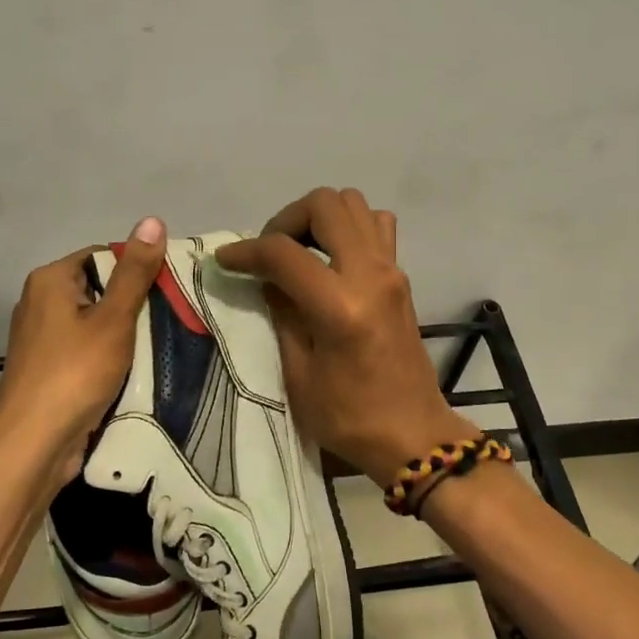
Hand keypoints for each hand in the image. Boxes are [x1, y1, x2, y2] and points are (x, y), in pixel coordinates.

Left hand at [0, 216, 166, 486]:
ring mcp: (41, 337)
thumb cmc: (75, 373)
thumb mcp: (114, 319)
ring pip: (95, 322)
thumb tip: (152, 220)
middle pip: (100, 288)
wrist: (34, 445)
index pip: (104, 256)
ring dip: (124, 333)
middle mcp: (39, 301)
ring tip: (157, 345)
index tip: (169, 292)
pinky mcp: (47, 367)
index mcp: (50, 280)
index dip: (138, 270)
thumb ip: (135, 272)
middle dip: (133, 304)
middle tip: (170, 319)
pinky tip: (132, 370)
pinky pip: (86, 349)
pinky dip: (108, 355)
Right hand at [215, 188, 476, 482]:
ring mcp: (392, 270)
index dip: (246, 251)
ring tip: (299, 251)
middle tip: (270, 252)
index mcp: (340, 306)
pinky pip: (376, 225)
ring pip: (354, 204)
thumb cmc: (349, 416)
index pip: (284, 252)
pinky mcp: (401, 276)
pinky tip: (332, 258)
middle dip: (287, 219)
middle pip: (325, 204)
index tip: (226, 260)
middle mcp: (371, 274)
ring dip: (319, 217)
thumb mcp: (299, 374)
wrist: (413, 434)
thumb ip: (282, 315)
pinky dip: (349, 227)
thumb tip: (267, 278)